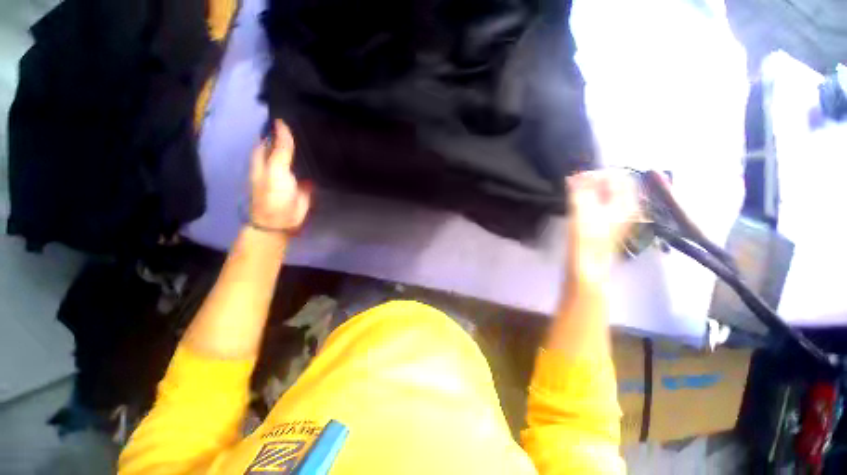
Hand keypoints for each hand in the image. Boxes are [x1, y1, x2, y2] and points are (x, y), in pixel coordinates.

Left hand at [249, 120, 311, 231]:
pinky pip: (309, 170)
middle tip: (313, 123)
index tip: (294, 114)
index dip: (279, 127)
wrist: (284, 220)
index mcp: (264, 157)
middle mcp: (277, 164)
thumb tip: (281, 122)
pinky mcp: (304, 184)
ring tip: (322, 135)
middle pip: (286, 147)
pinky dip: (315, 165)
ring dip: (307, 151)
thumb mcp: (275, 168)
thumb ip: (281, 148)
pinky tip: (326, 156)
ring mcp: (291, 174)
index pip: (270, 137)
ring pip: (299, 158)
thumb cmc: (274, 194)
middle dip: (296, 138)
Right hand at [566, 170, 636, 282]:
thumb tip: (575, 176)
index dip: (600, 173)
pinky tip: (579, 203)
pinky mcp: (609, 225)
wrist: (586, 266)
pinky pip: (603, 205)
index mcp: (626, 204)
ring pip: (608, 195)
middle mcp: (627, 209)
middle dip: (596, 181)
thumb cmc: (585, 239)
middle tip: (576, 184)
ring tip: (575, 192)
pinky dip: (591, 199)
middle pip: (616, 186)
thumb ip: (580, 191)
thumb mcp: (582, 211)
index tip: (580, 177)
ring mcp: (619, 218)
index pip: (620, 177)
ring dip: (592, 190)